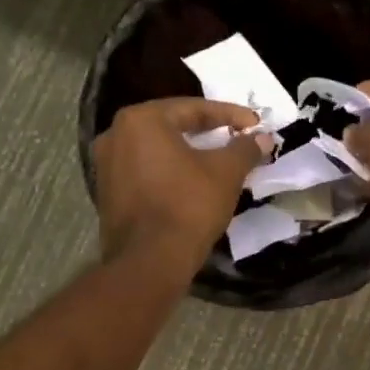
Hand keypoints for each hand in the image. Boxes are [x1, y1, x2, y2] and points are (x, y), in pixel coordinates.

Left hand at [92, 99, 270, 268]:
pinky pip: (146, 171)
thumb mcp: (226, 172)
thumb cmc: (189, 206)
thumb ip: (245, 149)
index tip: (256, 124)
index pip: (194, 109)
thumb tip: (263, 138)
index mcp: (142, 120)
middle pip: (172, 126)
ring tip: (218, 160)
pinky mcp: (107, 193)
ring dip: (189, 153)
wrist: (150, 261)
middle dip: (208, 132)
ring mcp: (106, 165)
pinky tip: (193, 182)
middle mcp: (116, 134)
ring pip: (158, 150)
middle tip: (237, 138)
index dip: (231, 116)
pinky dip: (170, 172)